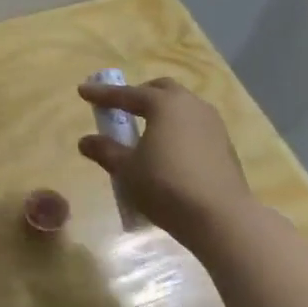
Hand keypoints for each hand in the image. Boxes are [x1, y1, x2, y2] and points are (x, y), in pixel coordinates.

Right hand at [77, 77, 251, 242]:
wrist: (220, 217)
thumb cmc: (166, 186)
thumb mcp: (127, 170)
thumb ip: (106, 151)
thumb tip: (85, 141)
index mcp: (164, 104)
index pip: (127, 94)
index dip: (102, 95)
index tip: (82, 91)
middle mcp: (191, 105)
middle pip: (161, 90)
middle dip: (139, 94)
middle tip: (121, 107)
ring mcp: (212, 124)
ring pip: (182, 106)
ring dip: (162, 111)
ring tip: (146, 129)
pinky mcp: (224, 144)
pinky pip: (195, 126)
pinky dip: (177, 129)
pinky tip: (170, 150)